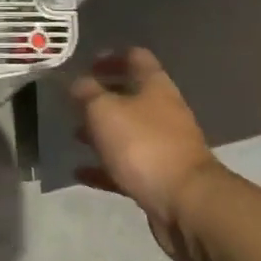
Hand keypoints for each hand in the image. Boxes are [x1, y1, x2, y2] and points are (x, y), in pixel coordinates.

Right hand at [70, 48, 227, 260]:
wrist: (185, 203)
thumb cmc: (142, 144)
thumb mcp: (103, 110)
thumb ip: (86, 92)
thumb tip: (77, 82)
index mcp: (155, 87)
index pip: (136, 58)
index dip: (111, 57)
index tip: (87, 64)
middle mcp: (163, 112)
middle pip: (132, 96)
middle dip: (102, 98)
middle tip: (75, 102)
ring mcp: (164, 146)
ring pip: (128, 132)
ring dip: (102, 132)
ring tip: (74, 135)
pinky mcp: (159, 177)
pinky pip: (126, 166)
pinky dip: (103, 167)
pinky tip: (80, 172)